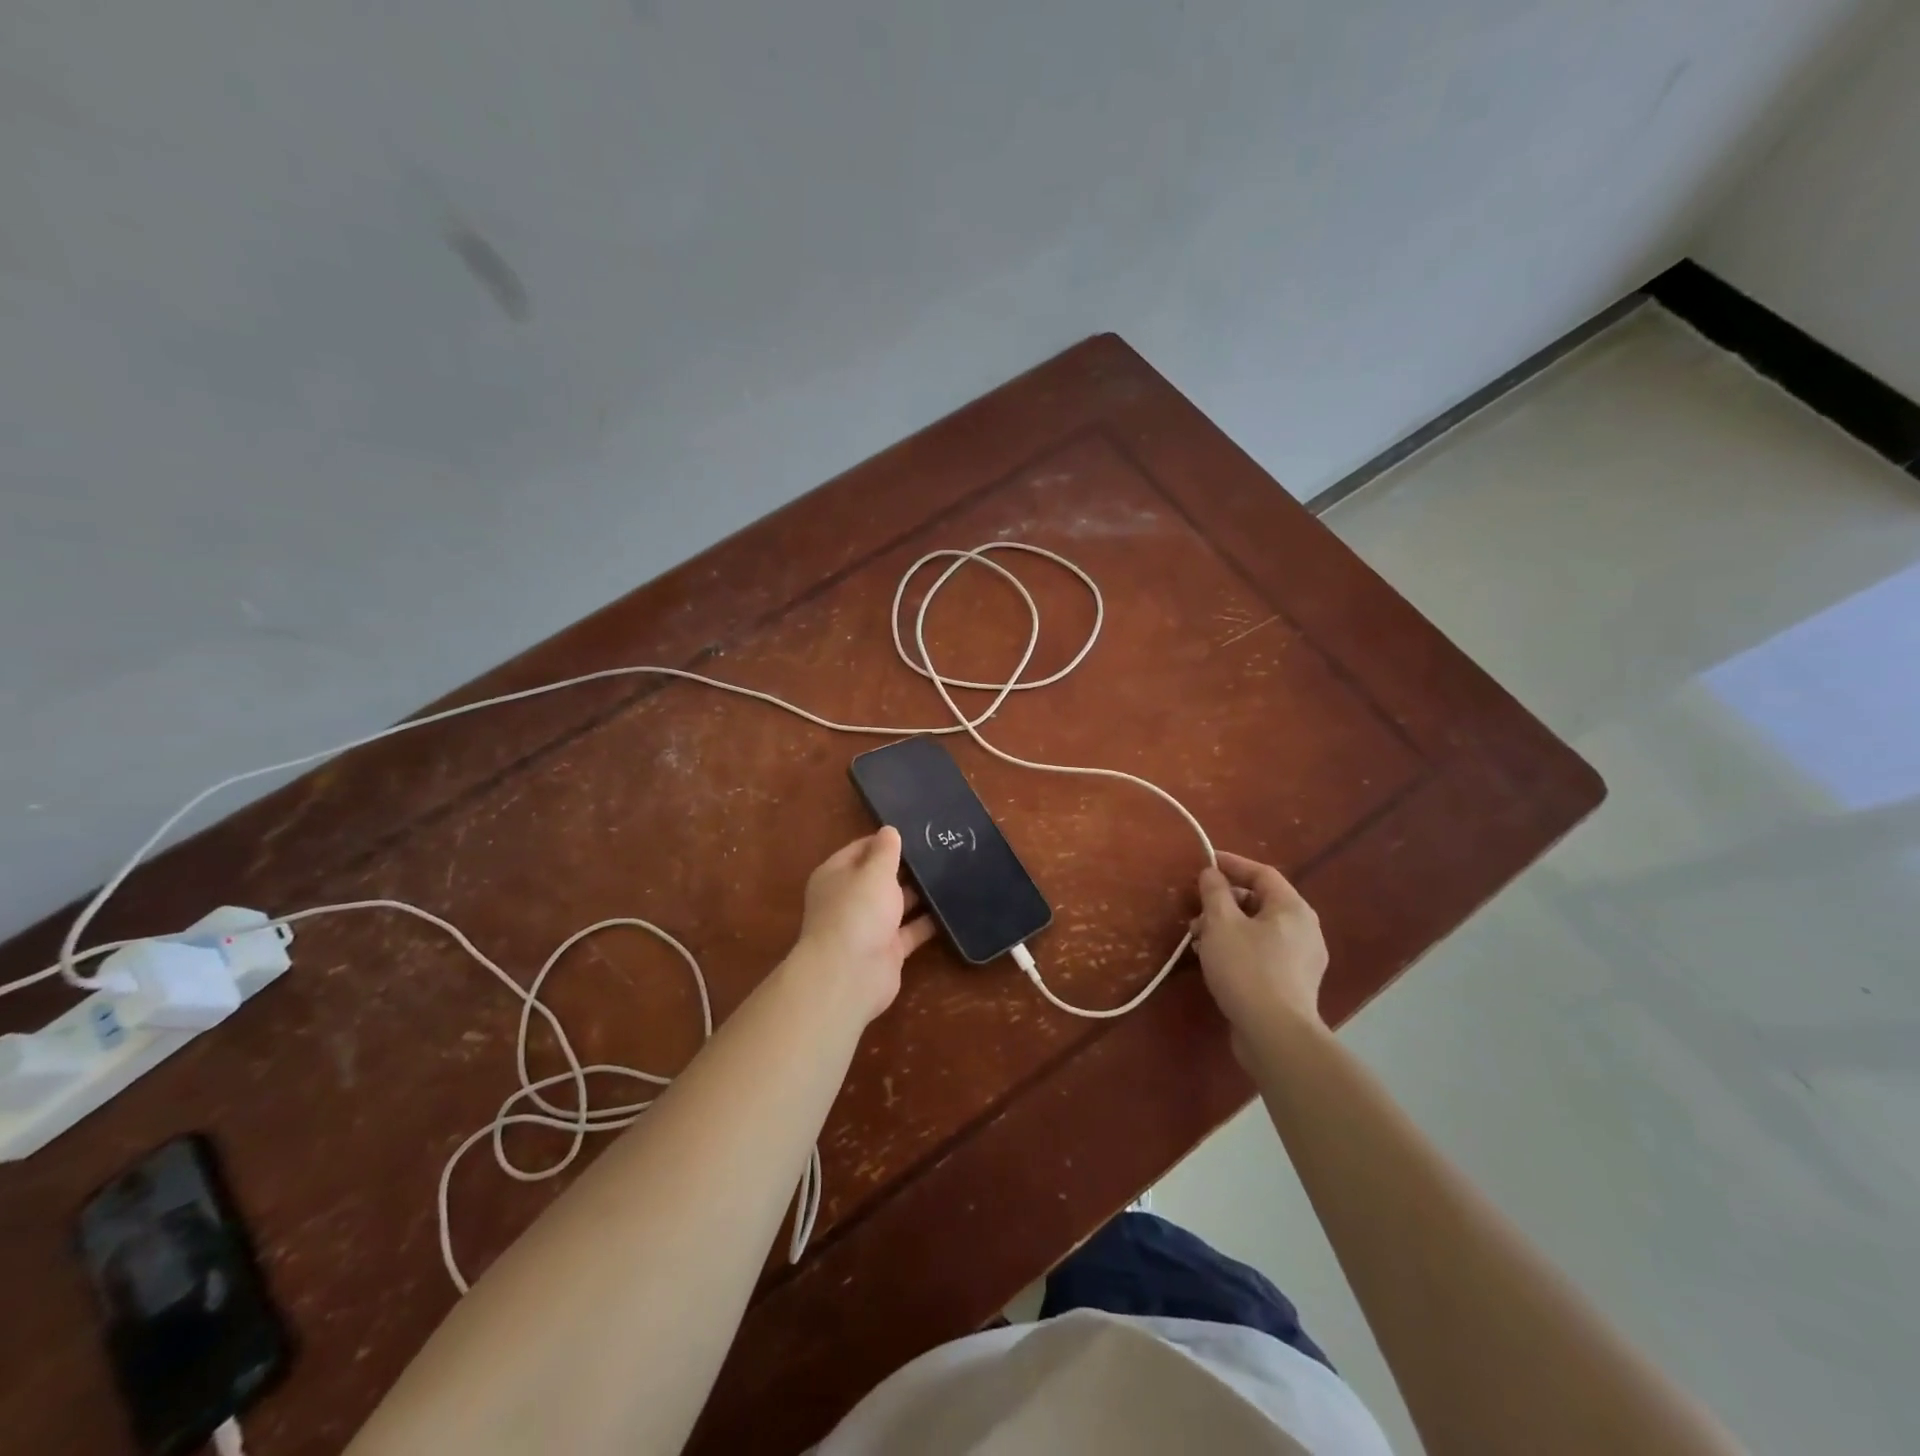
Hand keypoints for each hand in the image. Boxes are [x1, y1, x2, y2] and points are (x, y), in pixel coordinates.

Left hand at [792, 827, 936, 1022]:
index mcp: (836, 875)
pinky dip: (929, 922)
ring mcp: (869, 926)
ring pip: (898, 904)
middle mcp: (850, 899)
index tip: (917, 831)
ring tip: (952, 874)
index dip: (886, 840)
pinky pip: (912, 930)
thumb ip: (885, 851)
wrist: (850, 975)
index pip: (861, 849)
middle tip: (942, 850)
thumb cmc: (857, 911)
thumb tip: (889, 830)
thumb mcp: (874, 872)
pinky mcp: (888, 950)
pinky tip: (954, 907)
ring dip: (921, 894)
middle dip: (907, 867)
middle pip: (881, 877)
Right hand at [1191, 852, 1328, 1055]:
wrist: (1275, 1034)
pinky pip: (1263, 952)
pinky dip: (1238, 948)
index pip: (1262, 873)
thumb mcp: (1221, 923)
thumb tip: (1212, 873)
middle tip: (1195, 911)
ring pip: (1259, 929)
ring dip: (1227, 927)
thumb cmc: (1247, 969)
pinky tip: (1214, 961)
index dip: (1232, 864)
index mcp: (1292, 909)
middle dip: (1224, 902)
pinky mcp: (1293, 984)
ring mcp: (1302, 959)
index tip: (1205, 863)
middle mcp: (1305, 929)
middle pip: (1260, 902)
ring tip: (1197, 940)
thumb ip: (1214, 892)